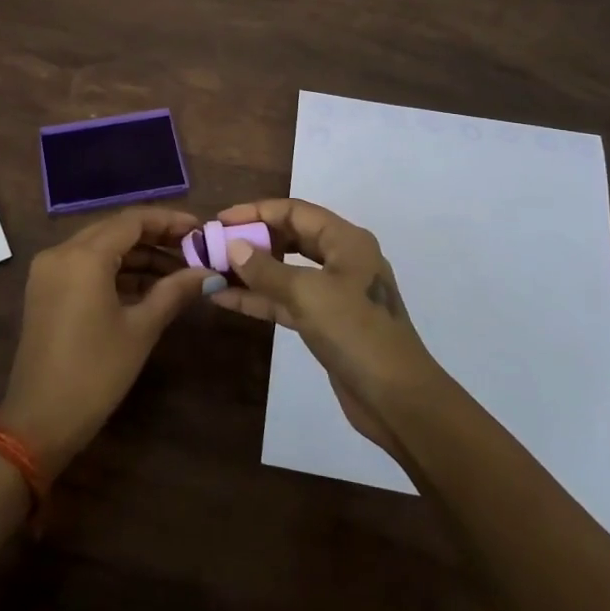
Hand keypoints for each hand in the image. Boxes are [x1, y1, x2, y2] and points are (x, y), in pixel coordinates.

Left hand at [0, 207, 216, 473]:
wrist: (40, 421)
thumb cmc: (96, 372)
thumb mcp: (141, 329)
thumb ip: (175, 291)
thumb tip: (209, 273)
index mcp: (83, 256)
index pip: (132, 220)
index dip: (169, 221)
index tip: (200, 229)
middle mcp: (61, 252)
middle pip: (115, 229)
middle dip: (155, 237)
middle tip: (192, 249)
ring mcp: (48, 271)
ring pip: (100, 247)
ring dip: (137, 255)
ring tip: (177, 271)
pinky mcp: (45, 290)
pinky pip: (85, 266)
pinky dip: (115, 271)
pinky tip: (146, 286)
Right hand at [210, 199, 442, 454]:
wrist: (397, 399)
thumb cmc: (356, 332)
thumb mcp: (308, 294)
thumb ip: (267, 269)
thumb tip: (233, 246)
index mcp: (346, 241)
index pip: (295, 211)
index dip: (256, 211)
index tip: (220, 220)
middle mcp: (342, 259)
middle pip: (291, 237)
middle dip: (253, 239)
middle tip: (214, 244)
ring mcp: (334, 293)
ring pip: (286, 271)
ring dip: (251, 271)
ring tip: (212, 268)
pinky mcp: (325, 322)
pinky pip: (286, 300)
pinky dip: (259, 298)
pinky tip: (225, 298)